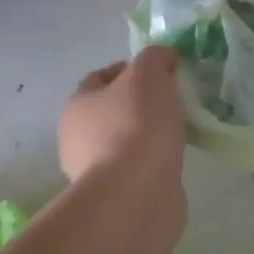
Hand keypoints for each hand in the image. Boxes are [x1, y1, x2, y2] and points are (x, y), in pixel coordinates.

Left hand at [57, 46, 186, 185]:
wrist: (136, 193)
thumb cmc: (137, 125)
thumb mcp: (149, 74)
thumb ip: (155, 57)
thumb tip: (164, 57)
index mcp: (77, 104)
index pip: (100, 77)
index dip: (130, 69)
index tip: (161, 72)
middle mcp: (76, 137)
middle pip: (111, 110)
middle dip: (139, 103)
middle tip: (172, 100)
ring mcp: (91, 171)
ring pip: (123, 140)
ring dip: (147, 135)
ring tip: (177, 131)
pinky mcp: (113, 196)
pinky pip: (135, 169)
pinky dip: (152, 162)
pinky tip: (172, 159)